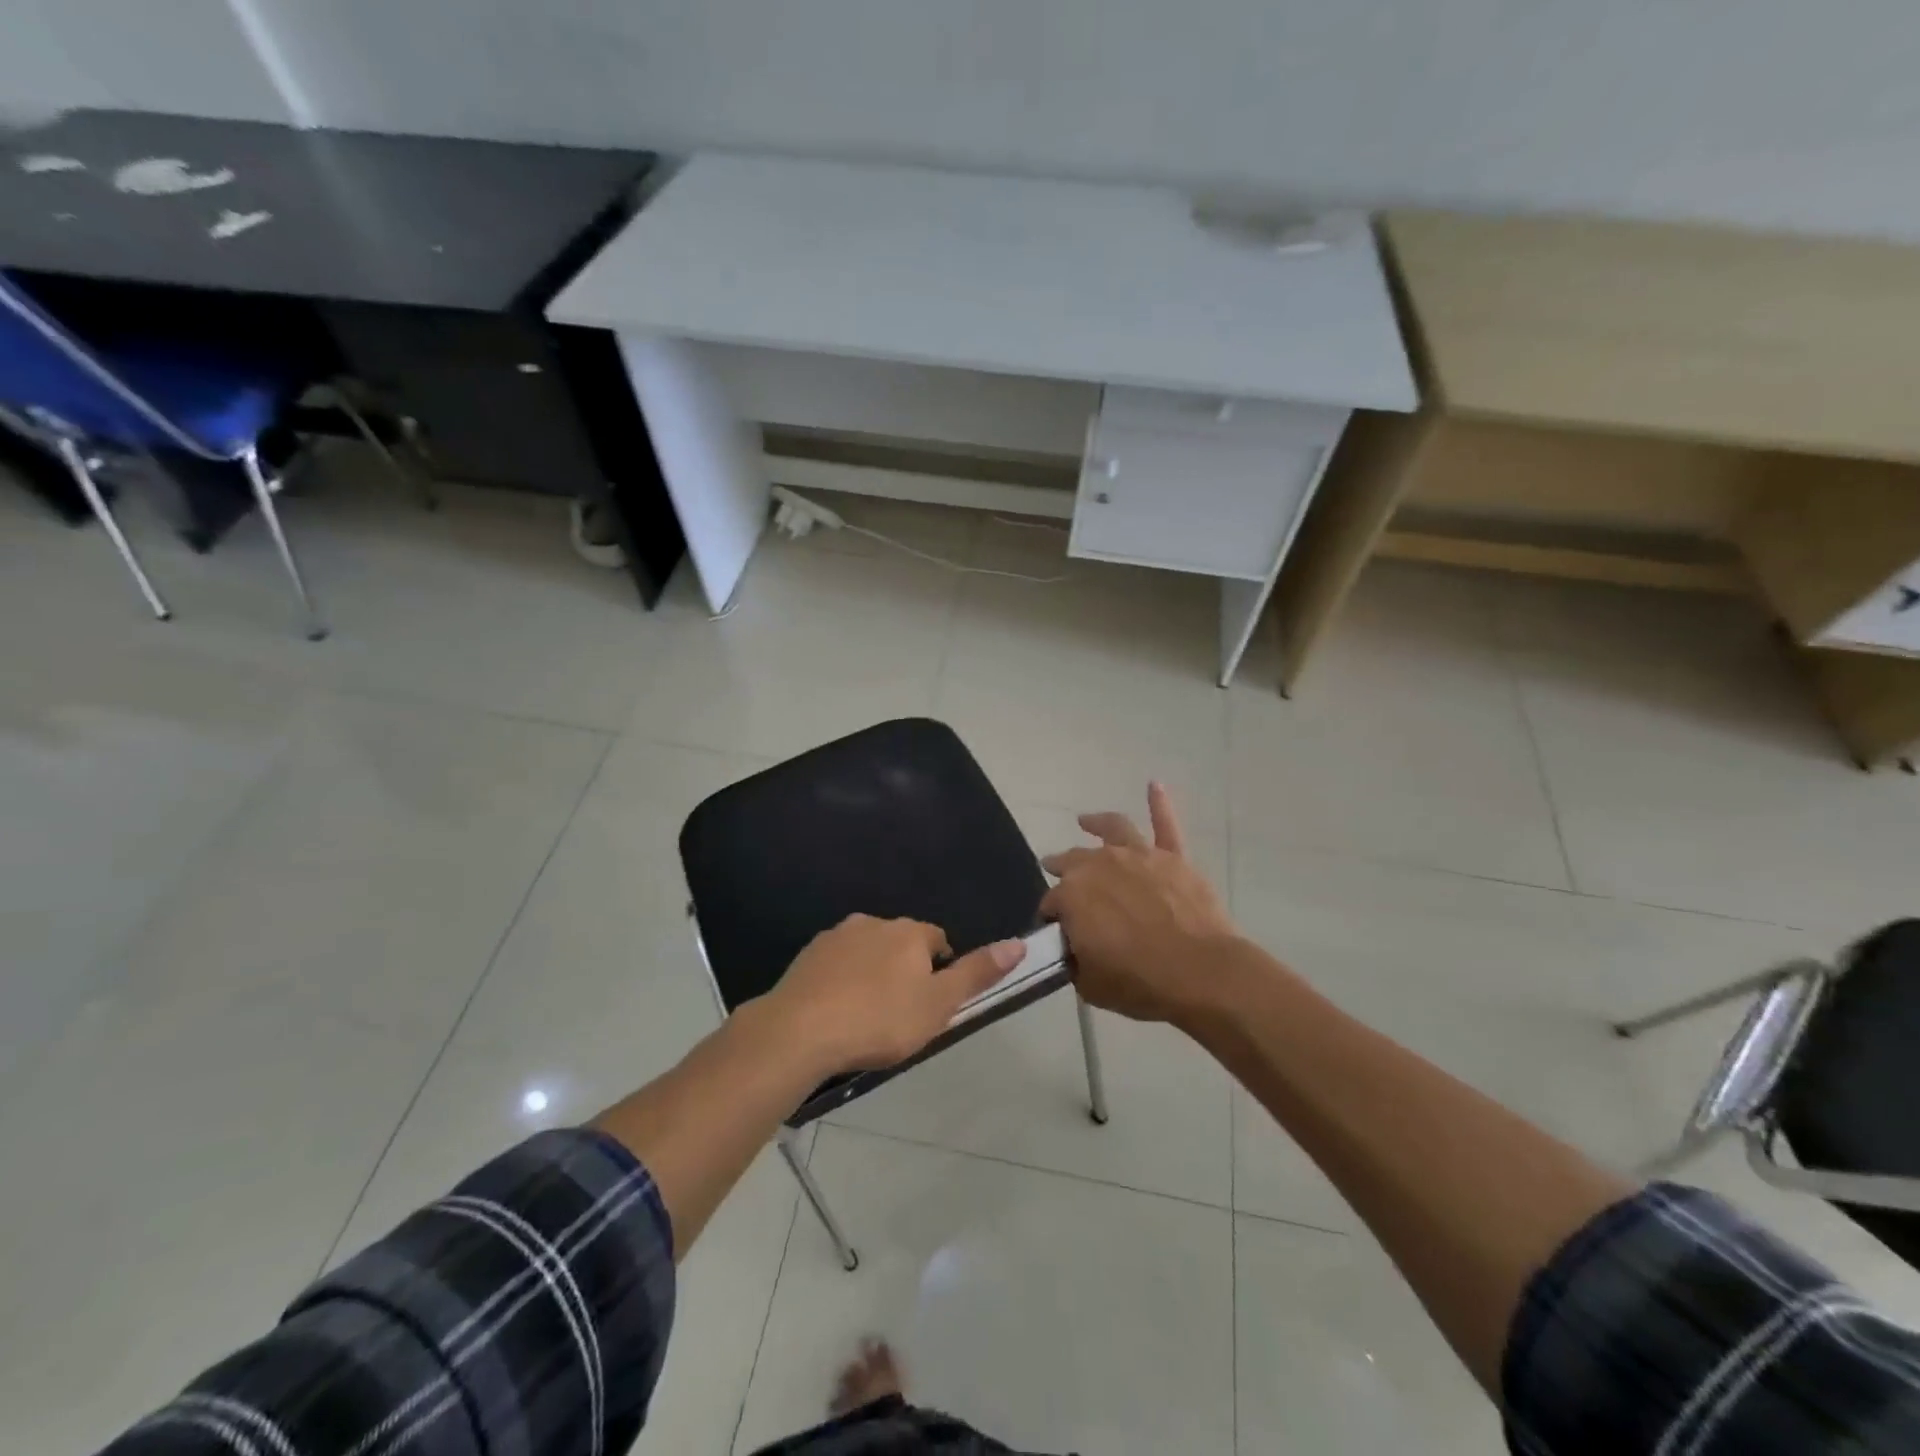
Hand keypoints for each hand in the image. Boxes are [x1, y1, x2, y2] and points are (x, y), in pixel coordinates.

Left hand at [764, 915, 1026, 1073]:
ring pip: (866, 950)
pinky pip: (836, 963)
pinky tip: (836, 1010)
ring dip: (872, 972)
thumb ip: (977, 973)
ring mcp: (837, 936)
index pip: (938, 940)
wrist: (800, 1030)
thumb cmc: (880, 1020)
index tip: (932, 1002)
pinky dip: (842, 980)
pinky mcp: (808, 954)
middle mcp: (874, 923)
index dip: (940, 969)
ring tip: (866, 1014)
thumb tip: (1018, 943)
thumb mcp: (939, 1004)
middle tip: (901, 1013)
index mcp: (909, 932)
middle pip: (901, 942)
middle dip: (905, 969)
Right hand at [1041, 783, 1241, 1025]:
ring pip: (1113, 829)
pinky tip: (1154, 785)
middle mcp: (1100, 864)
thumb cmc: (1140, 983)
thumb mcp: (1090, 983)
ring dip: (1097, 822)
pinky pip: (1166, 825)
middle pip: (1074, 861)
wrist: (1200, 974)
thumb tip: (1075, 949)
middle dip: (1062, 868)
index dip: (1052, 917)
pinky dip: (1160, 803)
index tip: (1057, 931)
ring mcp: (1139, 856)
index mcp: (1072, 895)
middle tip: (1057, 872)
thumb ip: (1075, 959)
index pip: (1051, 903)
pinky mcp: (1173, 858)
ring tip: (1086, 820)